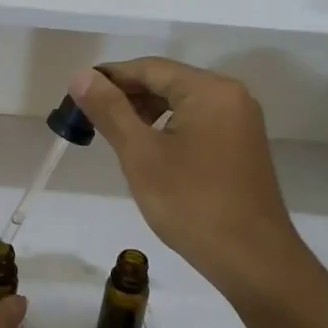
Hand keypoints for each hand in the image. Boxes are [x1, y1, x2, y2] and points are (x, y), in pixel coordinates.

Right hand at [68, 59, 326, 310]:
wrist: (252, 259)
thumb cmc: (191, 203)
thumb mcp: (141, 154)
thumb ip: (110, 110)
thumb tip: (81, 76)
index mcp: (209, 90)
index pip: (149, 68)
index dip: (109, 77)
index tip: (75, 94)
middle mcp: (230, 95)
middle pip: (167, 81)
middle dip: (126, 95)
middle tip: (90, 118)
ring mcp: (241, 121)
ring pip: (182, 102)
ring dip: (145, 111)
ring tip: (114, 134)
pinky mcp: (242, 145)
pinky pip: (198, 121)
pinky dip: (168, 126)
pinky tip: (148, 149)